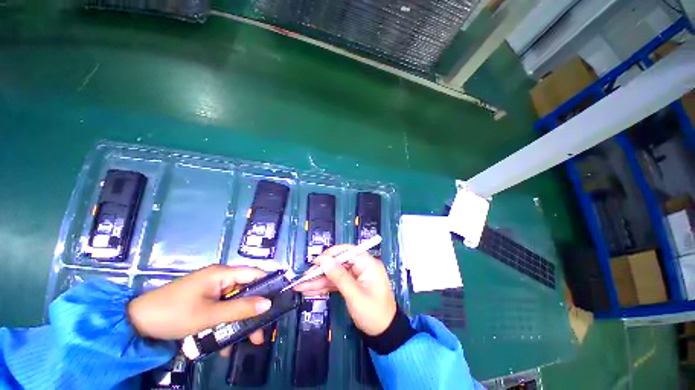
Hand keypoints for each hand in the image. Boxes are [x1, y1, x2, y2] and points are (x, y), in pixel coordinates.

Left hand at [128, 265, 271, 342]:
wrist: (135, 324)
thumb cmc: (173, 314)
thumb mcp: (209, 315)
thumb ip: (240, 309)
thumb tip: (268, 304)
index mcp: (223, 274)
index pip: (255, 274)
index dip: (269, 285)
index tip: (280, 301)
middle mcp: (221, 279)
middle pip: (247, 291)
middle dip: (255, 311)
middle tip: (261, 333)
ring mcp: (212, 291)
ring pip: (235, 304)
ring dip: (240, 322)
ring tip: (245, 343)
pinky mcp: (204, 302)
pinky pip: (222, 311)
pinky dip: (226, 325)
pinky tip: (224, 345)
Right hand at [294, 245, 396, 335]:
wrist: (384, 335)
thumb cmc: (373, 314)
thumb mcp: (355, 295)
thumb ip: (339, 276)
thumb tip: (324, 259)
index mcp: (368, 264)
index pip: (347, 251)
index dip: (331, 254)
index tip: (316, 262)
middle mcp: (362, 267)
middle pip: (338, 263)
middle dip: (321, 271)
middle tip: (304, 278)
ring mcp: (356, 276)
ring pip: (335, 274)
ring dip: (319, 280)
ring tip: (302, 286)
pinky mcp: (352, 285)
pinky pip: (337, 282)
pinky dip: (325, 287)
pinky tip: (311, 290)